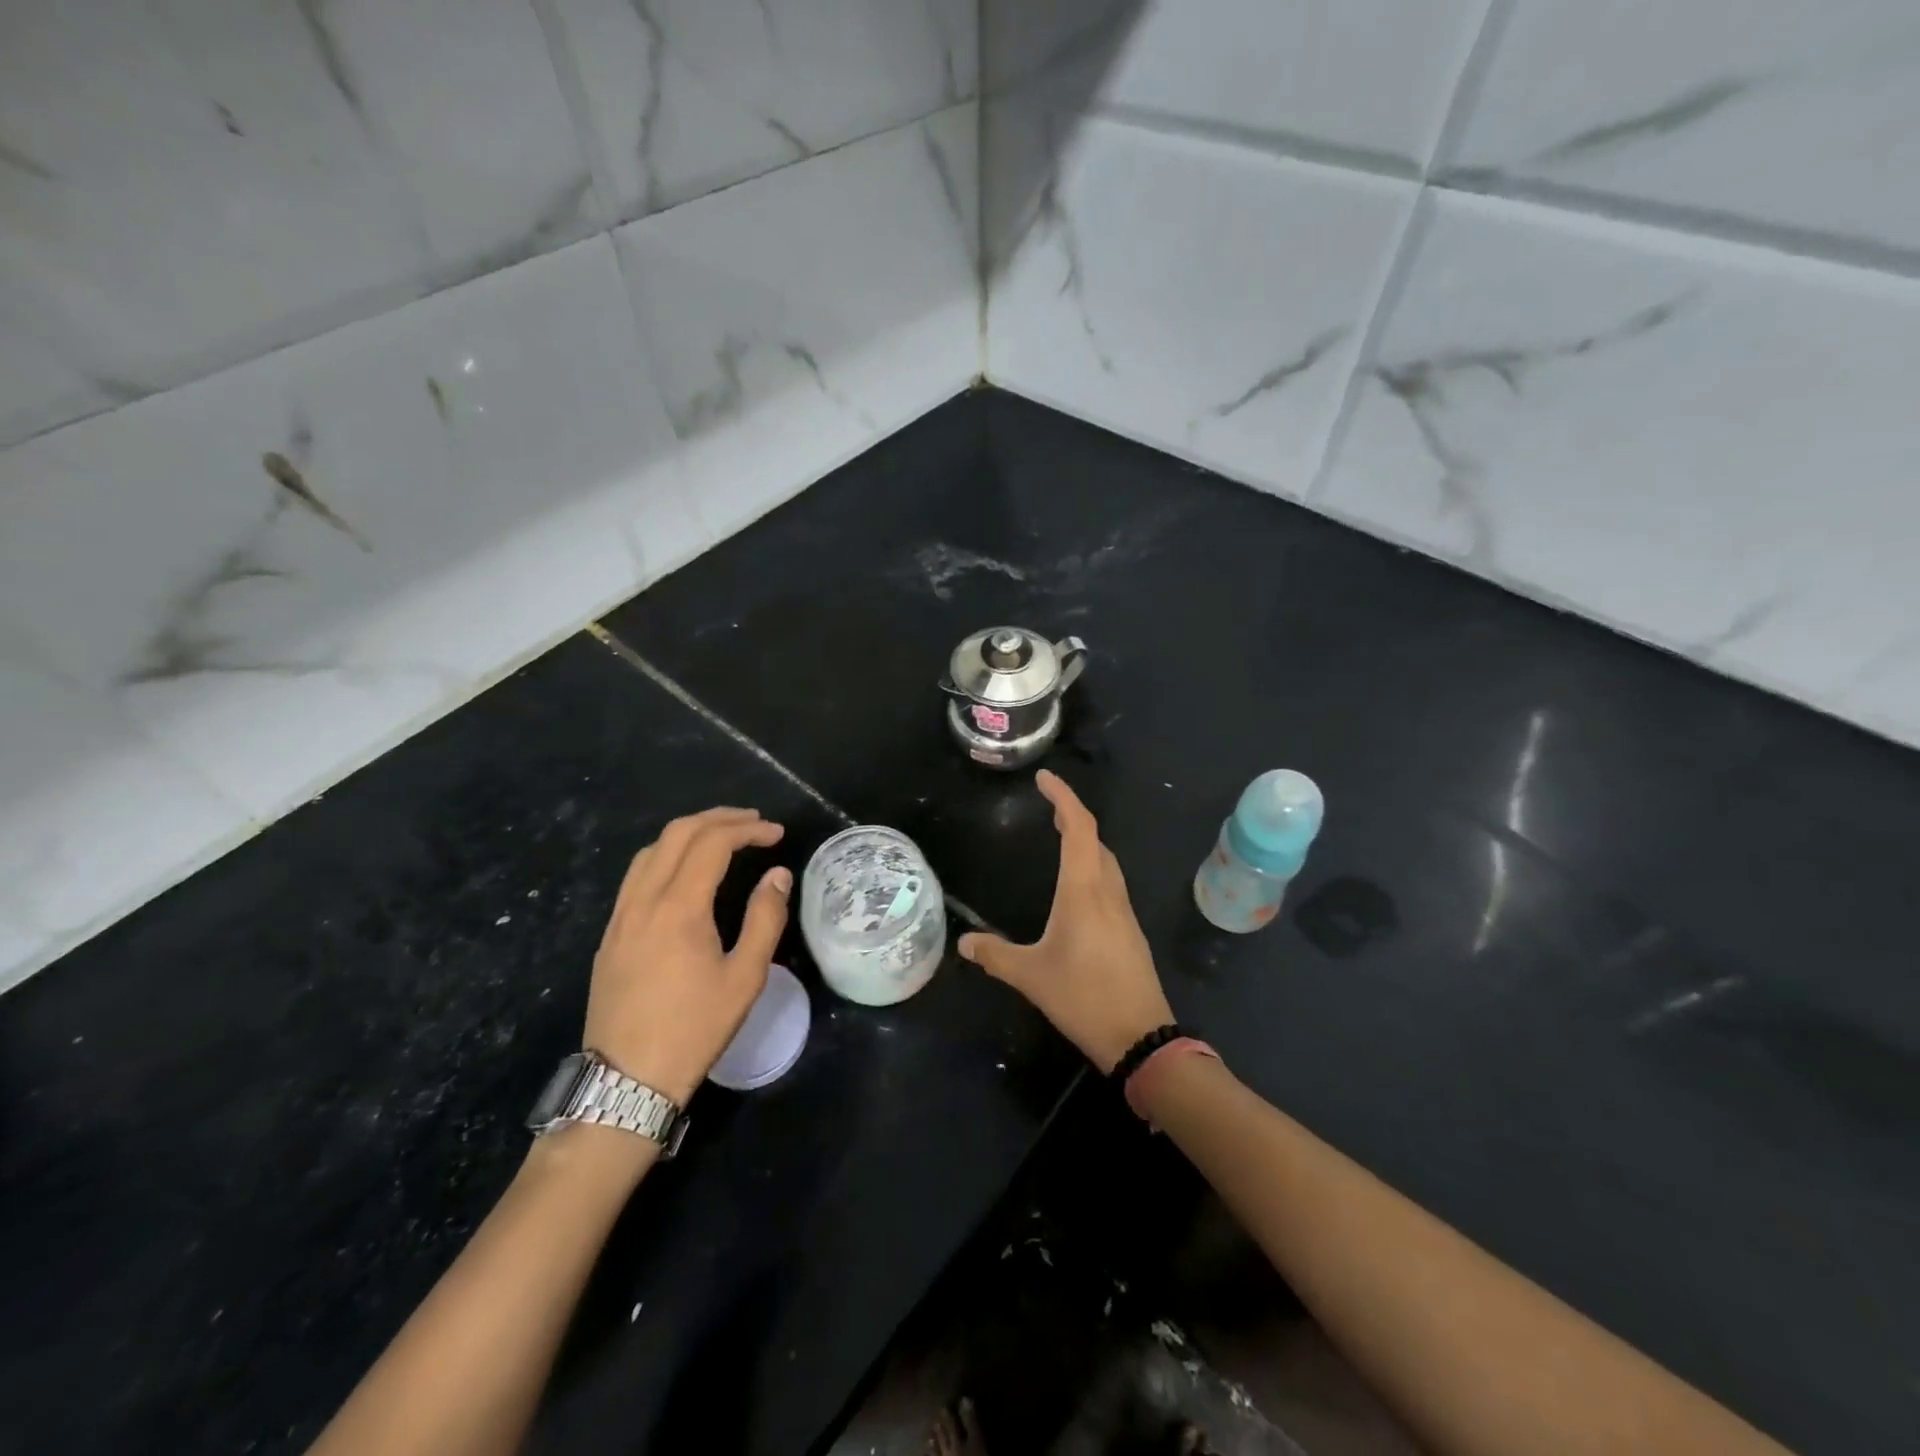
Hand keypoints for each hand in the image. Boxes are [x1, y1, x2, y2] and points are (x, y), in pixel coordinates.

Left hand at [583, 807, 789, 1106]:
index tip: (776, 833)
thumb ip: (765, 918)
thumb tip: (777, 875)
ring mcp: (620, 916)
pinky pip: (636, 875)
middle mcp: (644, 900)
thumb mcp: (746, 976)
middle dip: (719, 819)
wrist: (627, 1079)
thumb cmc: (694, 1028)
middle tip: (754, 822)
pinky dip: (666, 855)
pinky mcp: (610, 934)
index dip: (748, 830)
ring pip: (651, 850)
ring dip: (689, 833)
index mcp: (679, 907)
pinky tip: (684, 872)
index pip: (713, 843)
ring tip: (722, 837)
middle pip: (678, 834)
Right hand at [959, 770, 1172, 1072]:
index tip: (1045, 779)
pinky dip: (1093, 866)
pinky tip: (1078, 886)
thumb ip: (995, 955)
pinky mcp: (1130, 930)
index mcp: (1084, 891)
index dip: (1063, 798)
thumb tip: (964, 942)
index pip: (1079, 828)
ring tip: (1061, 837)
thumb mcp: (1031, 976)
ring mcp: (1124, 911)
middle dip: (1073, 815)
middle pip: (1095, 839)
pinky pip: (1111, 882)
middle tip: (1047, 806)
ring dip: (1086, 841)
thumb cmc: (1083, 998)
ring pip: (1107, 861)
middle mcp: (1108, 892)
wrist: (1141, 1036)